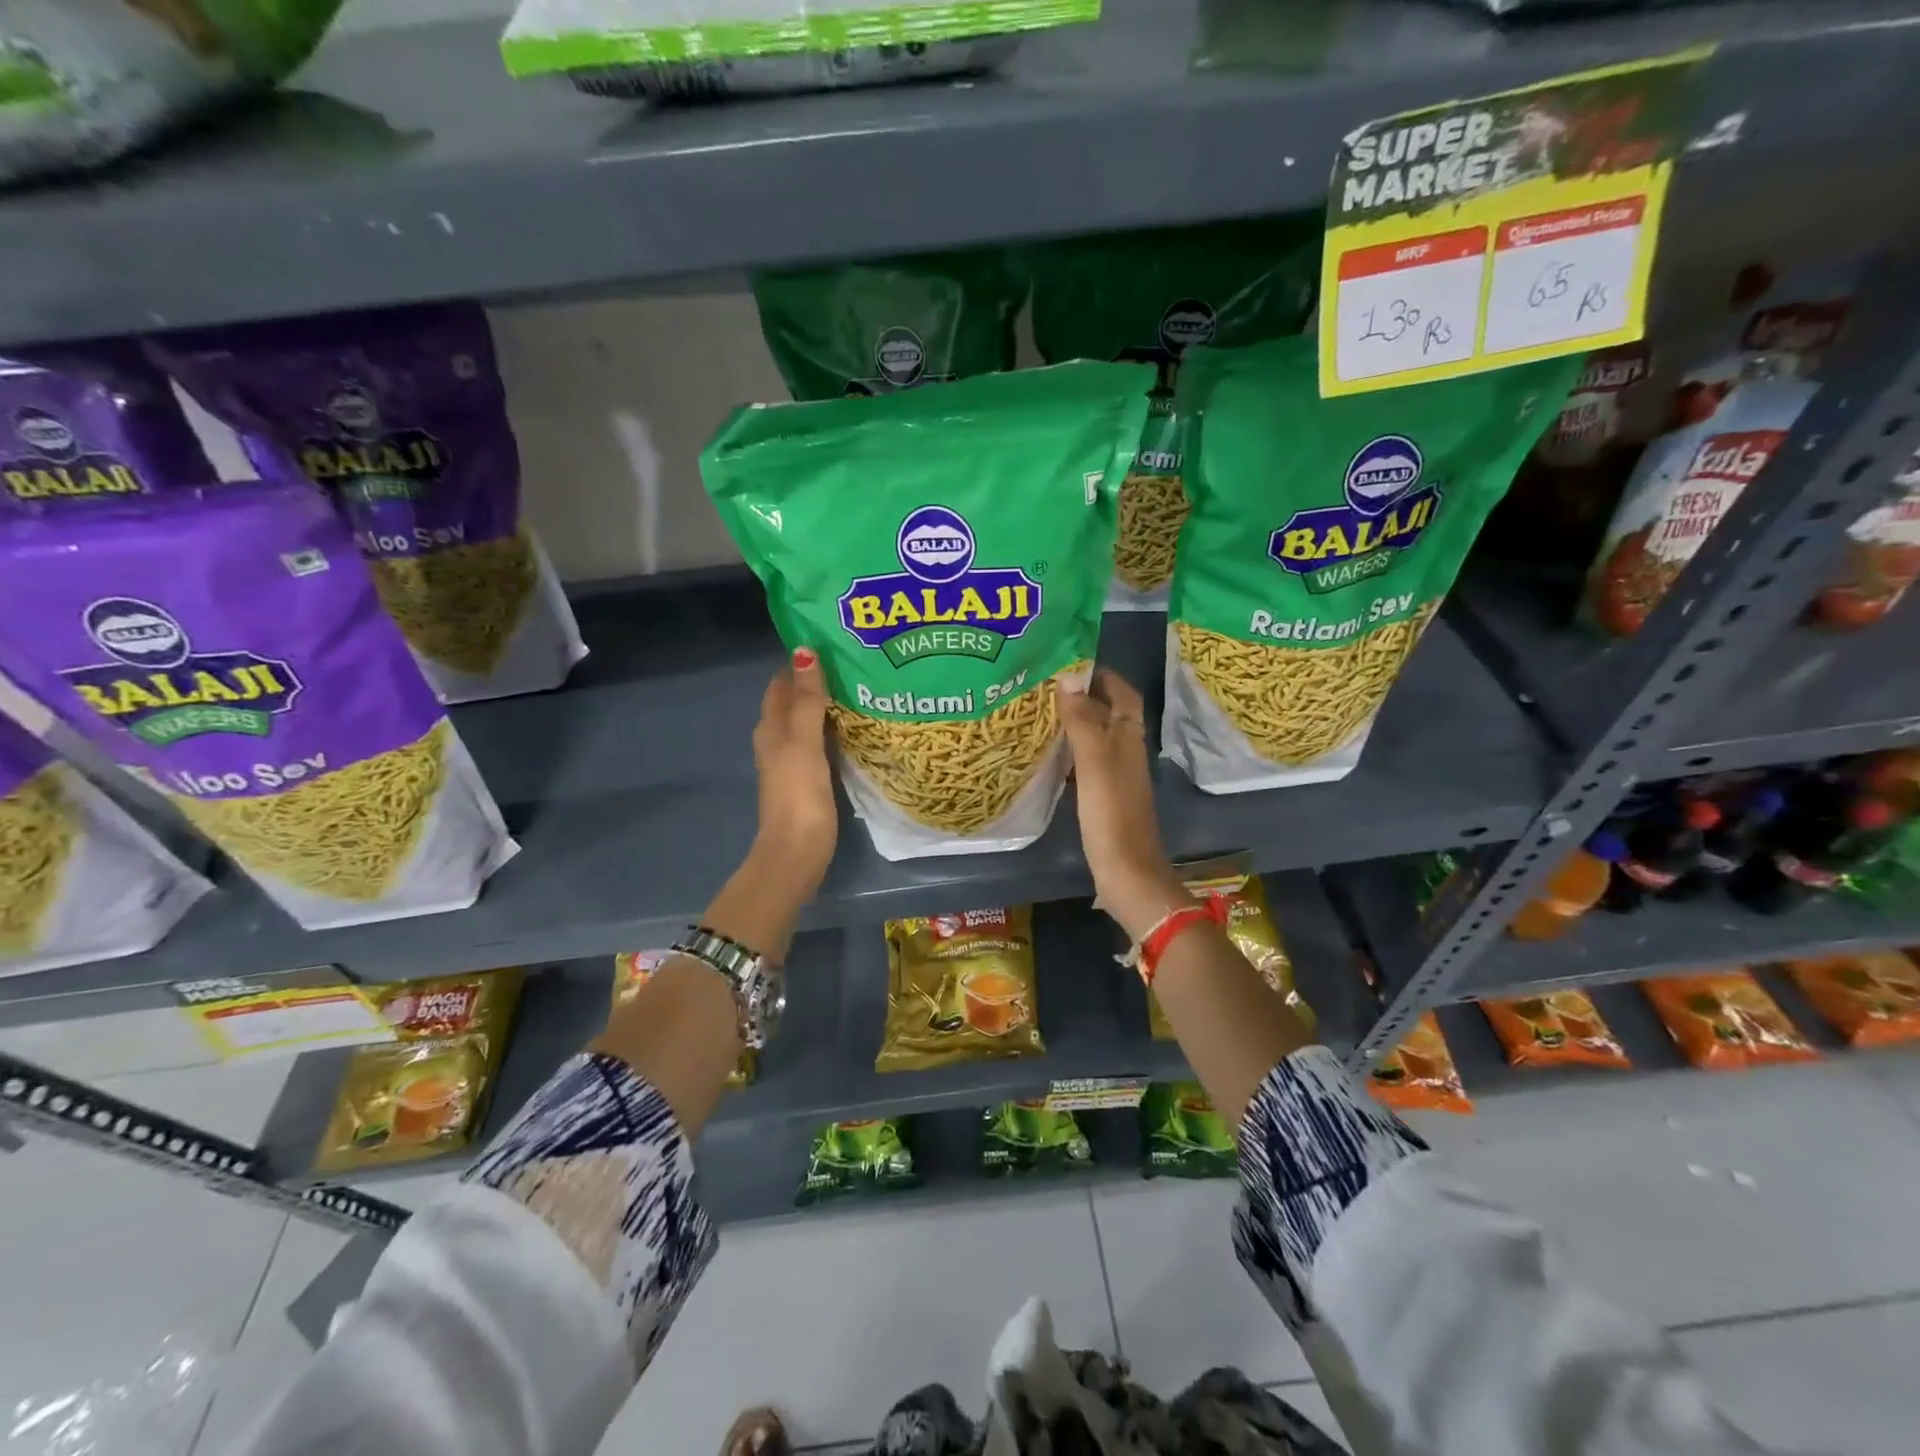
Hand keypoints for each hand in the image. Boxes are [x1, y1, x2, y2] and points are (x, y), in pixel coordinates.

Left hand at [752, 648, 837, 895]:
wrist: (797, 852)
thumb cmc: (799, 794)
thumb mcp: (803, 742)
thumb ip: (806, 700)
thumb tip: (804, 651)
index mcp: (771, 728)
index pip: (781, 684)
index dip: (801, 664)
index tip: (832, 645)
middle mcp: (777, 741)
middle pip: (793, 702)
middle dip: (817, 682)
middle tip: (854, 664)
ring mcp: (792, 762)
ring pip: (807, 723)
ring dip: (827, 707)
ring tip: (861, 690)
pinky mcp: (808, 780)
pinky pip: (820, 744)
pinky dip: (833, 731)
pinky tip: (856, 729)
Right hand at [1057, 668, 1188, 940]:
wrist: (1127, 873)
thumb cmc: (1111, 815)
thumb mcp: (1095, 763)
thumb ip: (1083, 721)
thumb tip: (1068, 679)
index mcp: (1129, 739)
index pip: (1123, 694)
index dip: (1103, 675)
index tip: (1071, 662)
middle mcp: (1127, 752)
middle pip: (1110, 713)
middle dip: (1085, 695)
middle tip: (1047, 685)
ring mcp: (1117, 777)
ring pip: (1098, 738)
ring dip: (1077, 722)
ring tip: (1042, 712)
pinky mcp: (1105, 799)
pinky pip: (1088, 763)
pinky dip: (1071, 751)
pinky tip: (1049, 755)